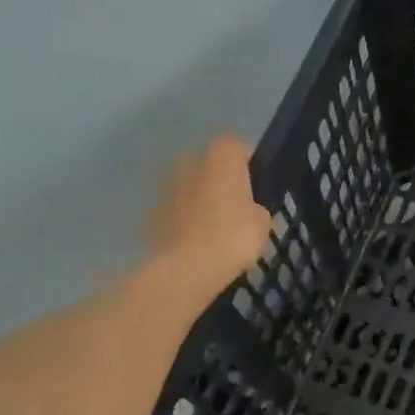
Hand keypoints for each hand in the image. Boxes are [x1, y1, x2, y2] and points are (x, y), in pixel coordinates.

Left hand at [148, 134, 272, 301]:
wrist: (188, 267)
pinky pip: (175, 208)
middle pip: (209, 164)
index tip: (256, 186)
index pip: (238, 147)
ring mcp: (166, 185)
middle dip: (219, 179)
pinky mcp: (152, 211)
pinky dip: (183, 218)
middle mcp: (191, 161)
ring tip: (213, 226)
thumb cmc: (234, 236)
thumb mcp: (263, 222)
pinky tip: (195, 241)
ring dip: (199, 198)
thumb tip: (248, 209)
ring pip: (188, 185)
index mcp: (221, 156)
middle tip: (235, 205)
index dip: (248, 165)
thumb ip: (255, 207)